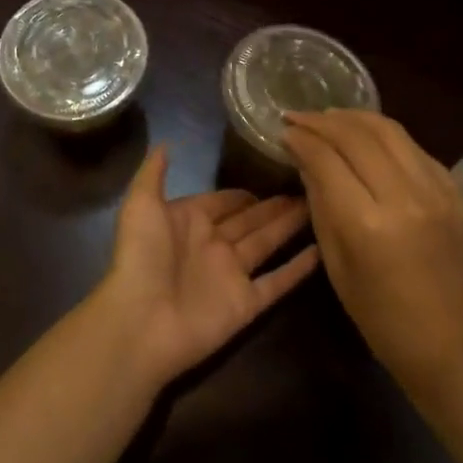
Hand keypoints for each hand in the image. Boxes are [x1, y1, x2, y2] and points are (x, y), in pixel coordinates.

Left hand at [95, 147, 319, 386]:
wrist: (141, 320)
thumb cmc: (141, 256)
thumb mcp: (141, 204)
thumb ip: (154, 172)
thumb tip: (166, 142)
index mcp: (190, 220)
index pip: (225, 200)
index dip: (246, 191)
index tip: (275, 172)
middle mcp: (214, 244)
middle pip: (251, 220)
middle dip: (275, 205)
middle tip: (309, 186)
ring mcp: (232, 275)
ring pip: (267, 244)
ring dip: (290, 227)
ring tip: (318, 207)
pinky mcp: (246, 303)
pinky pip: (277, 282)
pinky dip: (298, 268)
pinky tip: (322, 250)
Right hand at [284, 110, 462, 405]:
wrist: (454, 348)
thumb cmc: (381, 318)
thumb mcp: (336, 263)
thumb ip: (320, 203)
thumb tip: (305, 158)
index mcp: (368, 224)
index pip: (326, 159)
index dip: (301, 139)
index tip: (285, 130)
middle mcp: (406, 198)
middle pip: (357, 135)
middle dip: (323, 121)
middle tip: (300, 117)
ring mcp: (440, 192)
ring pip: (390, 131)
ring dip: (355, 118)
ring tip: (331, 117)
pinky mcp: (461, 193)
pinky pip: (416, 149)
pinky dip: (387, 139)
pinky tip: (370, 141)